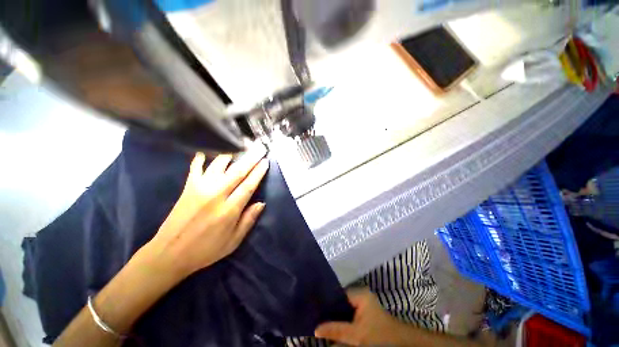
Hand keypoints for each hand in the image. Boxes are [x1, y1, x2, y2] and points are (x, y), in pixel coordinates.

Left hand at [140, 148, 268, 280]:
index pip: (248, 185)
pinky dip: (201, 159)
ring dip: (231, 156)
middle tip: (259, 148)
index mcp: (229, 210)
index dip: (258, 172)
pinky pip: (196, 168)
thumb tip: (261, 203)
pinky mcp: (188, 188)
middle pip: (237, 172)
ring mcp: (200, 189)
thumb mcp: (233, 241)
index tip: (265, 162)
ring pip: (219, 166)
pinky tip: (205, 152)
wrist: (169, 254)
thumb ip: (248, 220)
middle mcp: (216, 195)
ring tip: (239, 149)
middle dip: (251, 159)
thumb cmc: (206, 250)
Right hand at [315, 289, 409, 345]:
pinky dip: (341, 321)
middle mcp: (359, 296)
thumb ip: (336, 330)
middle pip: (339, 301)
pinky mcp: (363, 314)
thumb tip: (315, 329)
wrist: (400, 345)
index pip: (338, 293)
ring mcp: (361, 304)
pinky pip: (348, 315)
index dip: (326, 301)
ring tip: (318, 320)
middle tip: (314, 315)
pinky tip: (331, 327)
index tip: (314, 307)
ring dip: (334, 317)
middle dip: (329, 310)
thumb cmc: (379, 337)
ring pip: (343, 309)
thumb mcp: (356, 335)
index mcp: (359, 294)